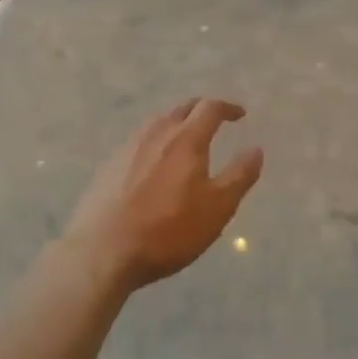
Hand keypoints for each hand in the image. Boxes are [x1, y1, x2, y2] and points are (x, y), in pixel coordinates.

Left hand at [61, 100, 263, 292]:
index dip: (227, 108)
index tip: (239, 114)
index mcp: (186, 139)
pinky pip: (138, 142)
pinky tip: (153, 162)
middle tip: (214, 120)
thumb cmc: (168, 230)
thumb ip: (240, 176)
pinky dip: (155, 142)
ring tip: (185, 139)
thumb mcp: (217, 208)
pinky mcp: (108, 165)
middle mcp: (156, 133)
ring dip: (176, 123)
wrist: (102, 250)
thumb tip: (256, 149)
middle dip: (201, 110)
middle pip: (181, 109)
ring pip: (157, 123)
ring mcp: (127, 147)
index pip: (209, 109)